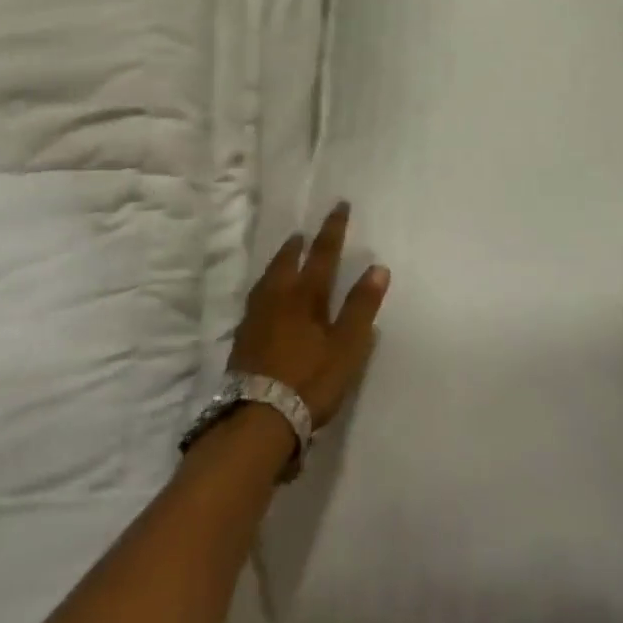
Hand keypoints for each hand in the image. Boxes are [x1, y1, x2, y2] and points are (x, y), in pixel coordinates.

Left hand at [229, 202, 389, 428]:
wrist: (259, 416)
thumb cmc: (310, 380)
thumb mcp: (346, 346)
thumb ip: (361, 307)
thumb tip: (378, 267)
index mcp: (305, 295)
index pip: (323, 253)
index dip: (333, 229)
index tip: (339, 205)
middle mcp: (278, 297)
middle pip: (288, 262)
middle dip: (298, 245)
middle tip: (302, 232)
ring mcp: (256, 316)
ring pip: (268, 278)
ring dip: (279, 263)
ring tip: (285, 257)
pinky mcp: (244, 337)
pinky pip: (256, 298)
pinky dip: (266, 287)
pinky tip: (265, 297)